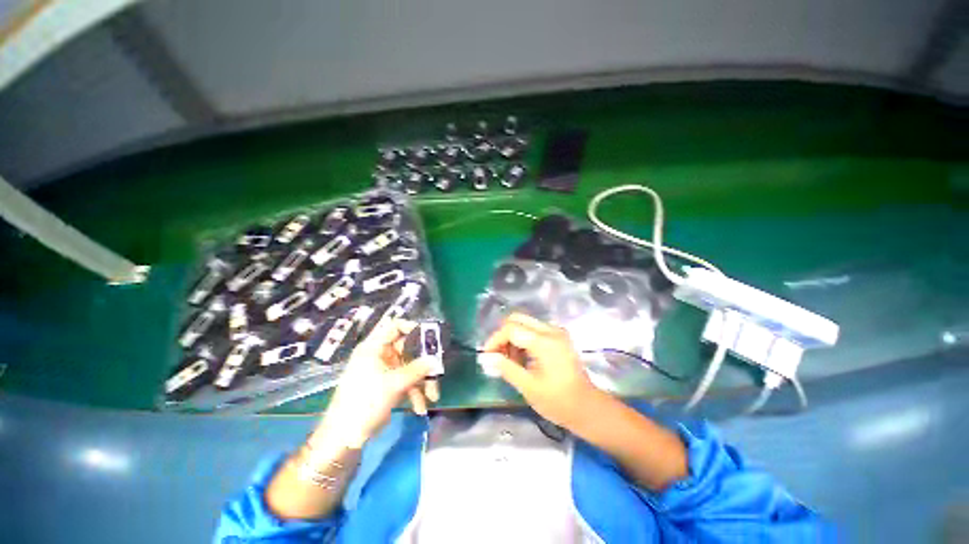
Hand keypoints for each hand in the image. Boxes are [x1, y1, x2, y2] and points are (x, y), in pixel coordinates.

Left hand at [317, 320, 438, 448]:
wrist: (344, 437)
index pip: (394, 326)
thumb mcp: (393, 384)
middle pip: (408, 349)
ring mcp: (385, 371)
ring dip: (422, 381)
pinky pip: (406, 382)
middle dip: (424, 363)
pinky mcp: (388, 385)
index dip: (412, 327)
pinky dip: (415, 392)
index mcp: (374, 347)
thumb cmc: (364, 403)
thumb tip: (435, 360)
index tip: (429, 336)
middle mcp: (380, 355)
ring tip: (433, 397)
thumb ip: (416, 369)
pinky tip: (420, 407)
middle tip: (437, 370)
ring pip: (410, 368)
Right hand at [480, 313, 599, 428]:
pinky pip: (534, 329)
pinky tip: (522, 358)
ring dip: (513, 337)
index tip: (486, 355)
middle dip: (503, 335)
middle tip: (497, 355)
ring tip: (510, 360)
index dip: (495, 339)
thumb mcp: (528, 386)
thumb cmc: (558, 401)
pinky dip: (523, 339)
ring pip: (525, 323)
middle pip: (518, 319)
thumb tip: (484, 357)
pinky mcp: (559, 337)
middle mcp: (551, 330)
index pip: (511, 329)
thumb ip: (505, 368)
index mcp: (544, 342)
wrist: (587, 408)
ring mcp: (557, 332)